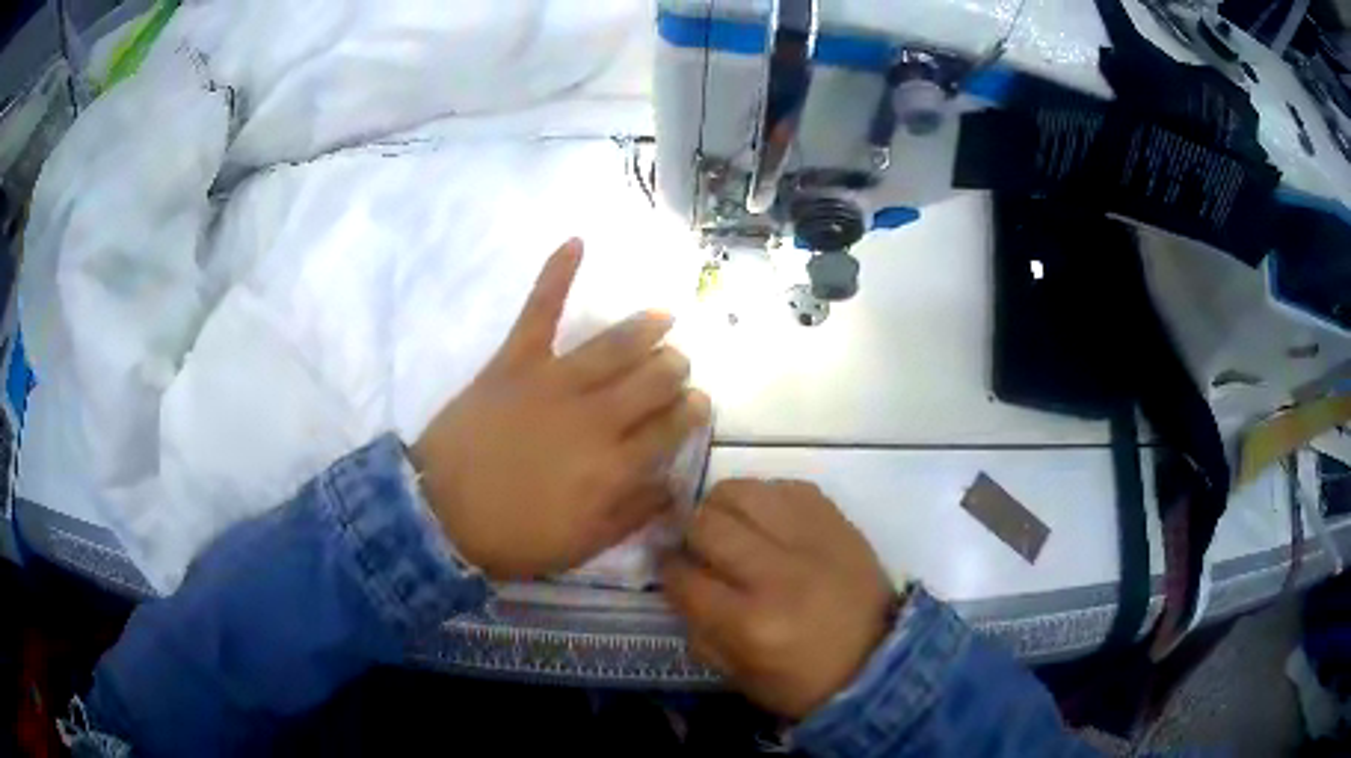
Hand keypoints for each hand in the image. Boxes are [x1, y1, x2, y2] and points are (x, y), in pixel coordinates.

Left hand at [411, 239, 710, 579]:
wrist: (440, 516)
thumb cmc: (514, 537)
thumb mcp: (584, 545)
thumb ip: (634, 514)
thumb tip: (673, 485)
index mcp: (616, 464)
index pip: (672, 427)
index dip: (691, 413)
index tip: (697, 404)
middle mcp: (597, 415)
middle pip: (654, 379)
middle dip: (675, 371)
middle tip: (676, 369)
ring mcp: (555, 381)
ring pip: (615, 344)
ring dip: (646, 328)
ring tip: (663, 318)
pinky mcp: (515, 361)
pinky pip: (539, 310)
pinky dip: (556, 273)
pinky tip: (576, 242)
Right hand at [663, 480, 895, 719]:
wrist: (880, 658)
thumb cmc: (804, 680)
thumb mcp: (739, 675)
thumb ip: (698, 629)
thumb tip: (678, 582)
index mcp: (750, 624)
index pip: (684, 577)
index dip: (668, 570)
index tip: (671, 568)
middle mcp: (777, 573)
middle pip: (706, 525)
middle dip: (689, 535)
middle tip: (698, 547)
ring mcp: (810, 539)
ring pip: (740, 492)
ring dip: (722, 507)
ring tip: (730, 526)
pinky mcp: (835, 518)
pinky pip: (783, 486)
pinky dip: (765, 499)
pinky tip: (767, 521)